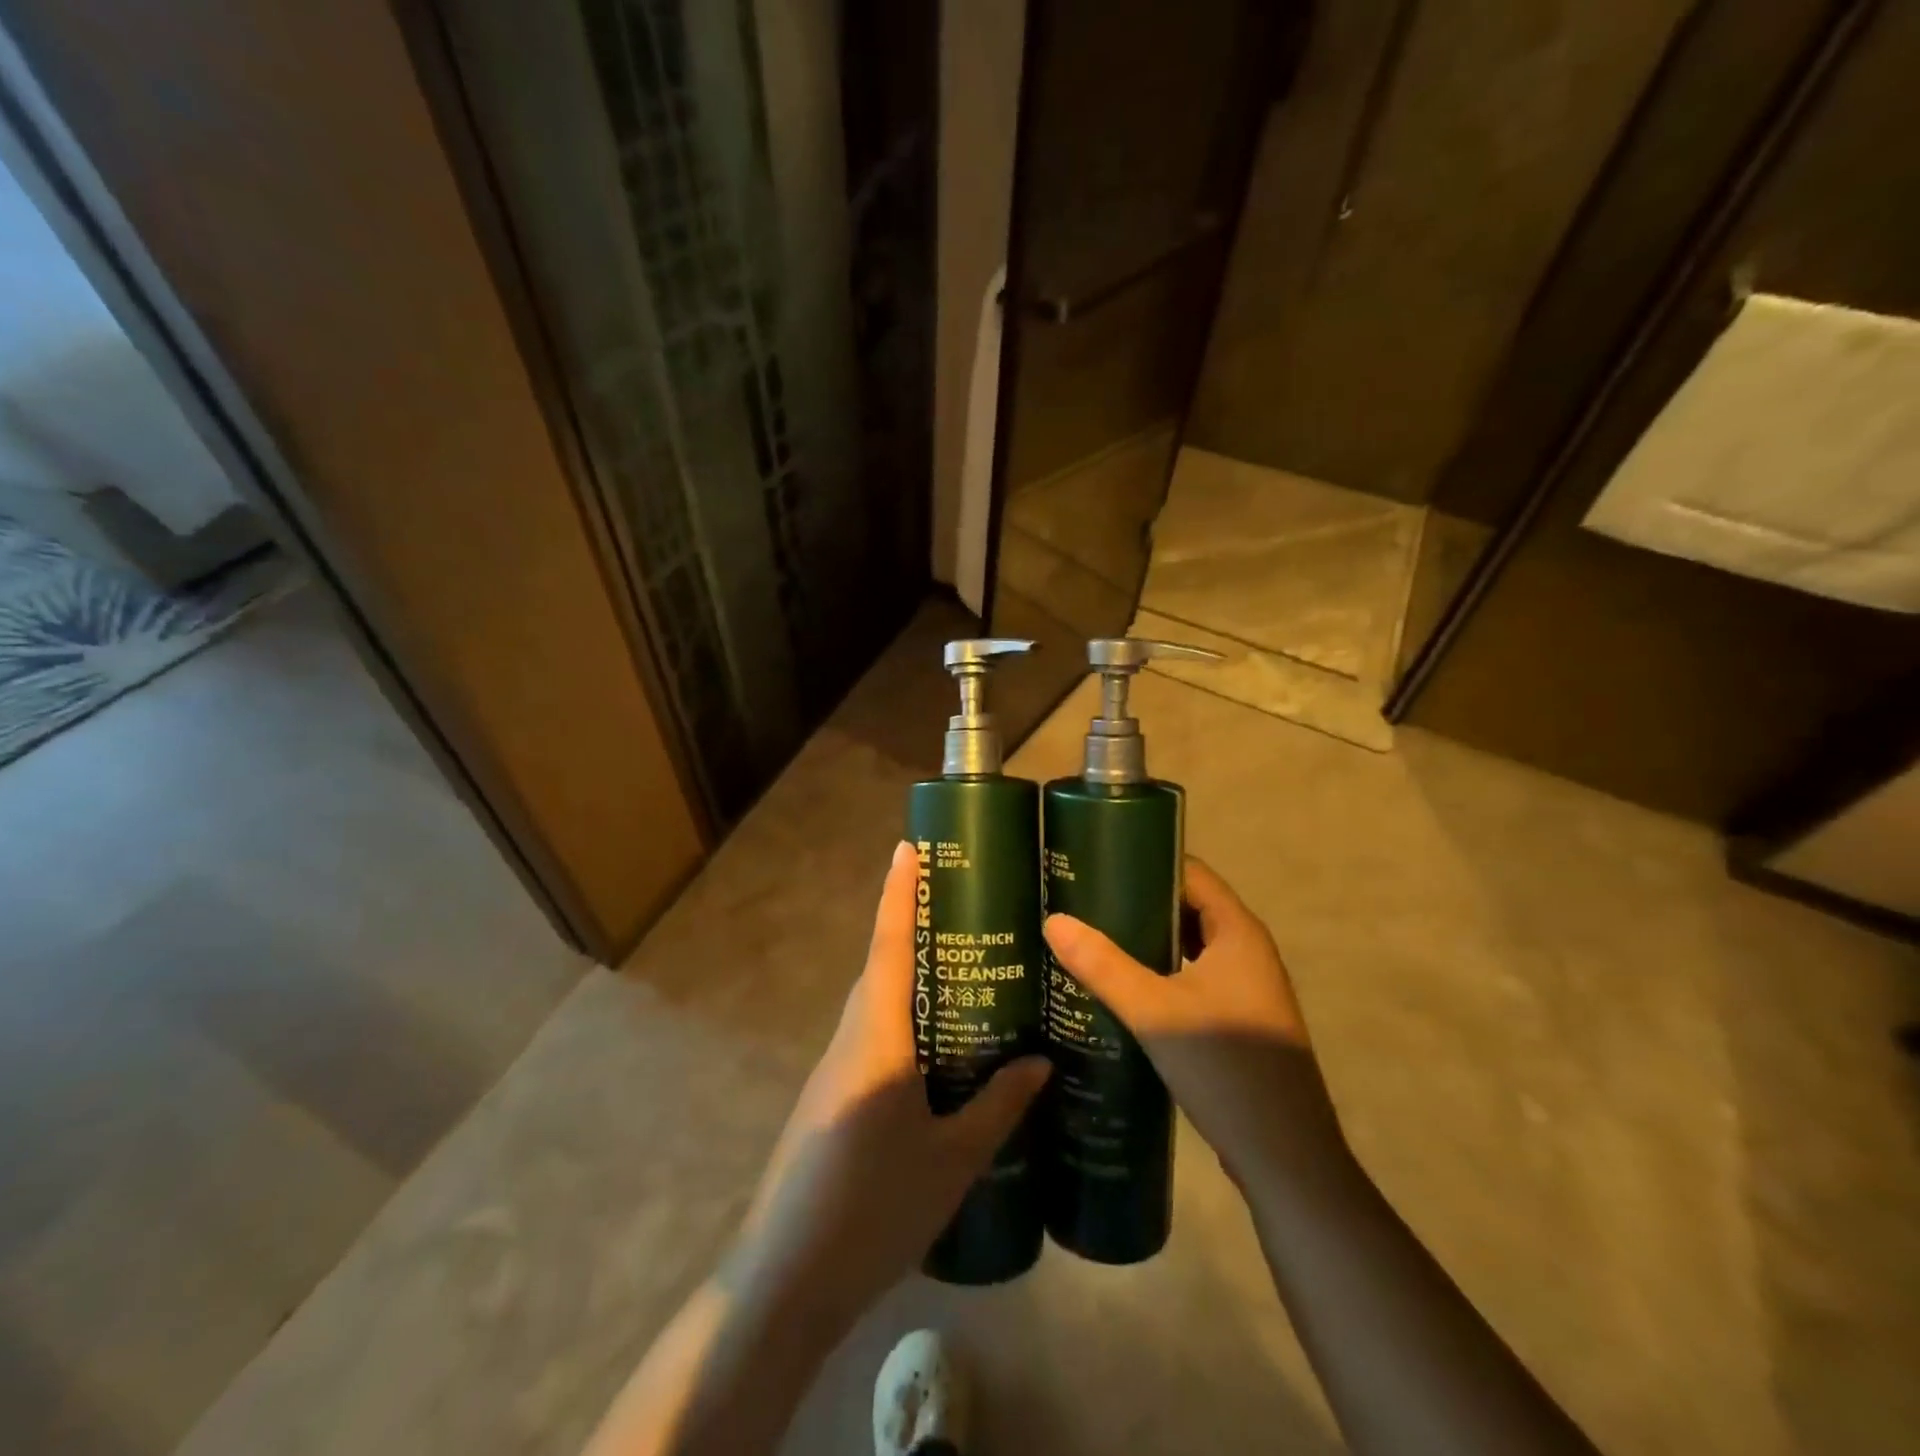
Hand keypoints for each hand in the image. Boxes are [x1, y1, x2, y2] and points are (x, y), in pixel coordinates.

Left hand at [728, 841, 1049, 1327]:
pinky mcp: (831, 1098)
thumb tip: (1041, 1062)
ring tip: (964, 972)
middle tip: (965, 911)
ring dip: (909, 977)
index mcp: (878, 1040)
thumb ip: (999, 1107)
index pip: (890, 948)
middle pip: (882, 969)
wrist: (786, 1281)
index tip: (908, 848)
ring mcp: (834, 1070)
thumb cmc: (874, 1210)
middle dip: (913, 931)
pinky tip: (938, 1048)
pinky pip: (871, 1037)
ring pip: (876, 1004)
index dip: (899, 895)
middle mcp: (850, 1040)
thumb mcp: (952, 1161)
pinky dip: (903, 1021)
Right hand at [1042, 858, 1342, 1185]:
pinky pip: (1192, 977)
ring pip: (1189, 946)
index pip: (1191, 873)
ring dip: (1148, 939)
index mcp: (1237, 933)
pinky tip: (1122, 985)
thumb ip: (1103, 965)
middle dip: (1139, 901)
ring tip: (1094, 936)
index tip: (1098, 860)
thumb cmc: (1226, 1068)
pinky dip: (1160, 972)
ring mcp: (1245, 988)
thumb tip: (1054, 921)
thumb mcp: (1155, 1012)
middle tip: (1084, 899)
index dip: (1147, 860)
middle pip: (1188, 907)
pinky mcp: (1237, 1021)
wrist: (1285, 1158)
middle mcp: (1246, 951)